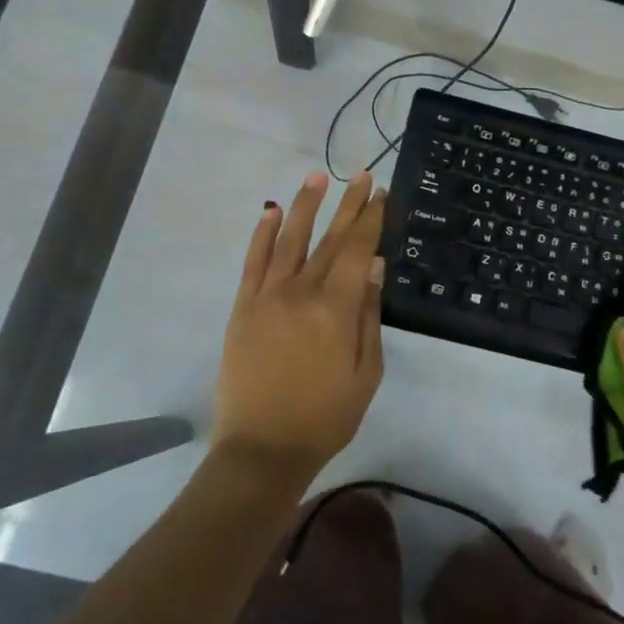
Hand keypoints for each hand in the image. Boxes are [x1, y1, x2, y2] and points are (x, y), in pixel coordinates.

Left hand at [213, 171, 387, 477]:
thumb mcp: (366, 372)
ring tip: (318, 176)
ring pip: (289, 240)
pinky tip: (271, 212)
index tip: (380, 194)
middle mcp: (302, 291)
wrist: (263, 448)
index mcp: (337, 308)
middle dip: (348, 205)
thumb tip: (375, 268)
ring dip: (305, 206)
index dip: (371, 219)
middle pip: (330, 239)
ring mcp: (267, 296)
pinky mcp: (243, 307)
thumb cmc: (326, 416)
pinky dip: (262, 234)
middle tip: (361, 176)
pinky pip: (253, 262)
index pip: (358, 250)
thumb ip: (370, 316)